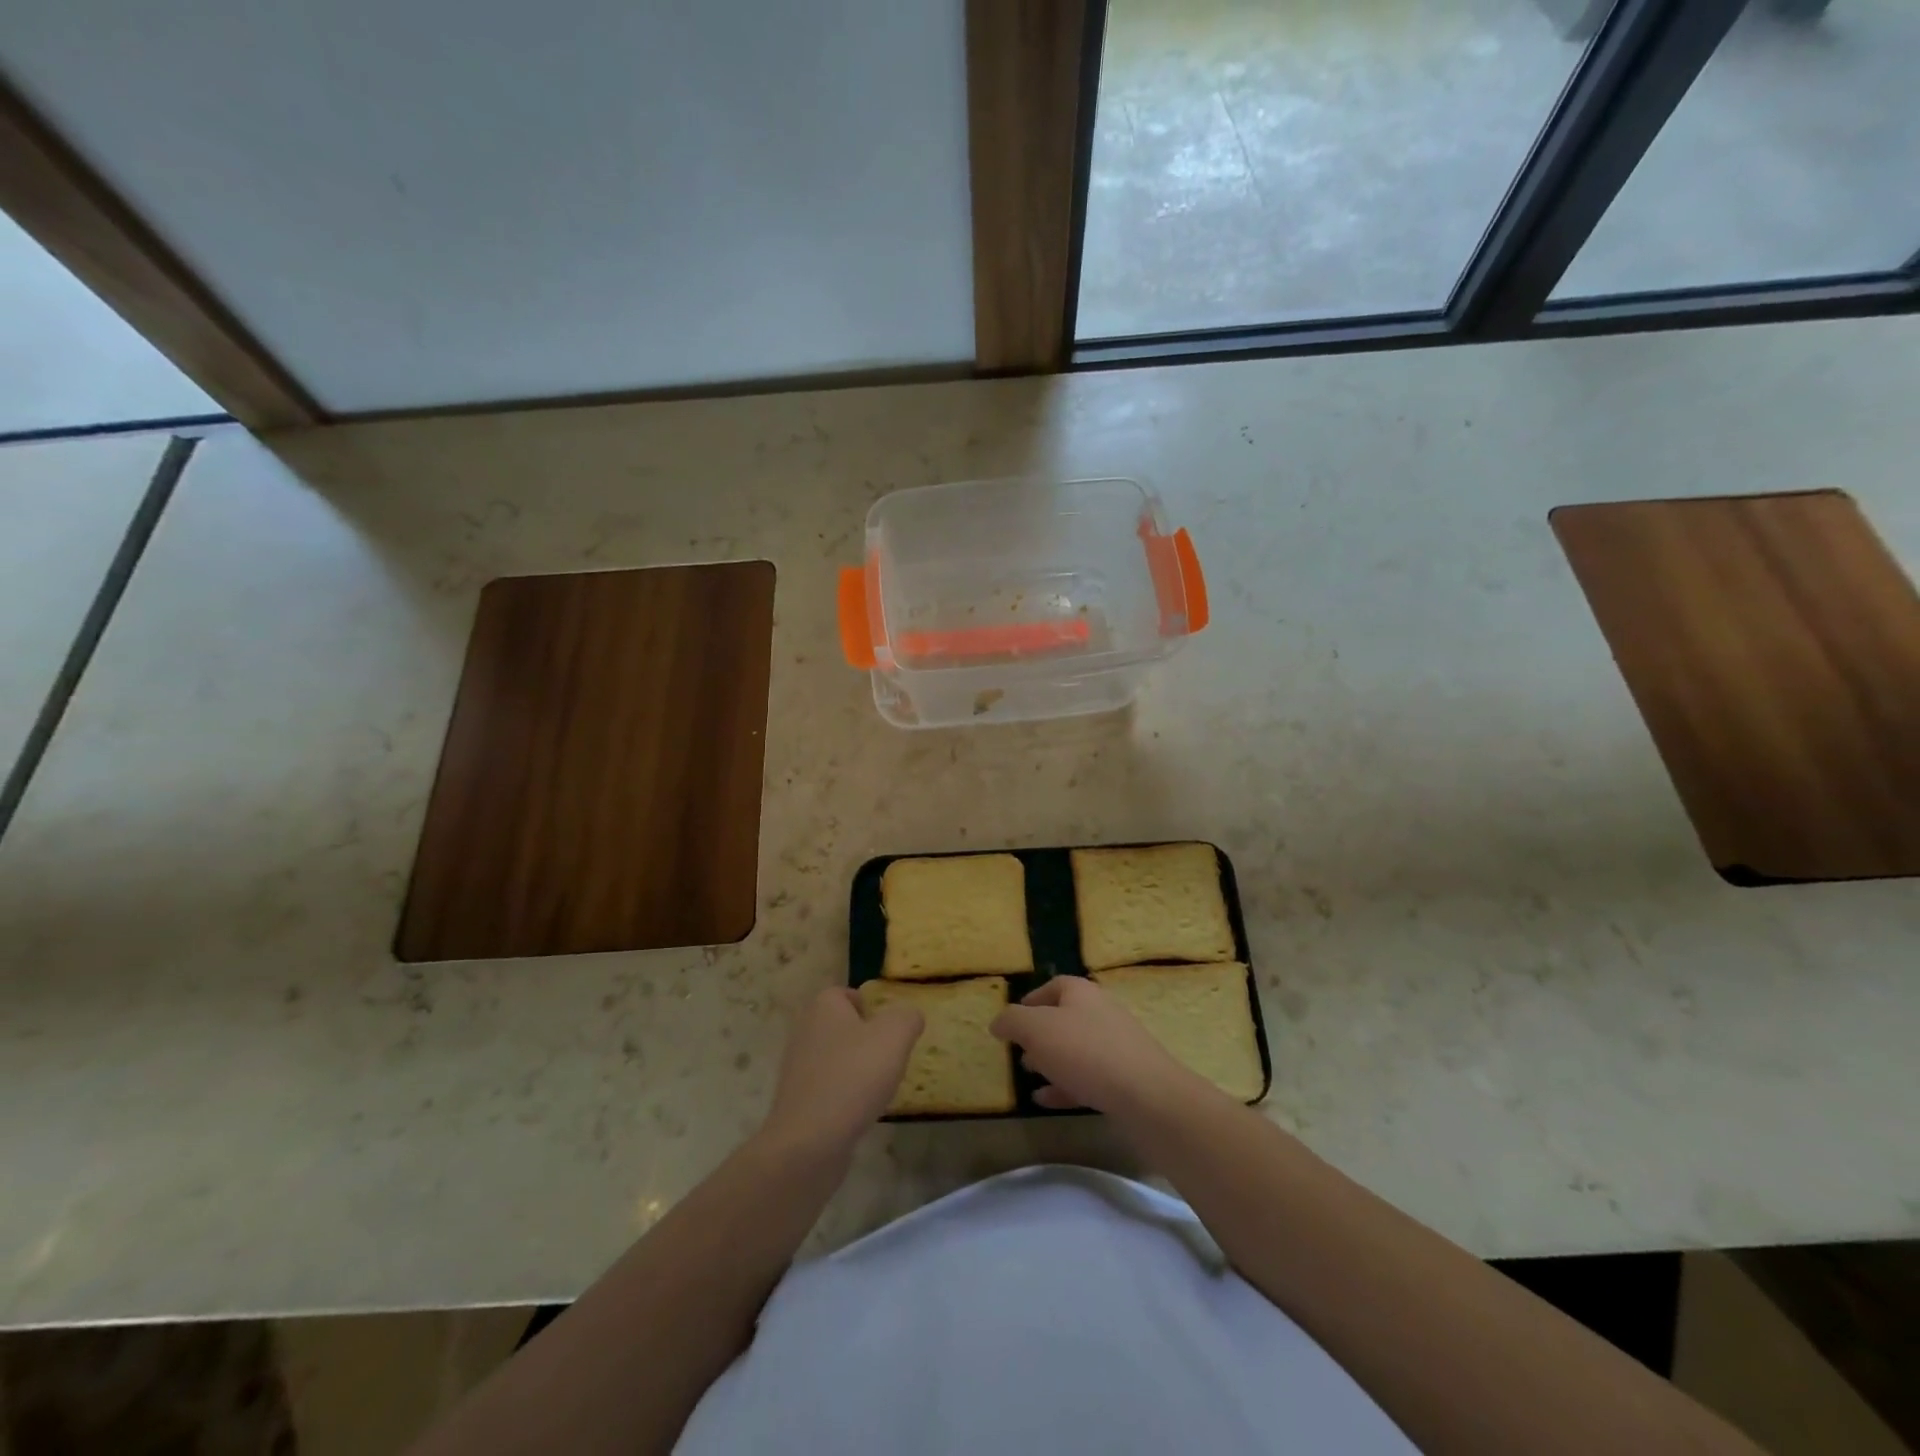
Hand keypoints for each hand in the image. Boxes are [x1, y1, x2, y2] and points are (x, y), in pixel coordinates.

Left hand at [760, 987, 922, 1156]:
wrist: (809, 1142)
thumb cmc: (854, 1076)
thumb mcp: (894, 1036)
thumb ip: (907, 1017)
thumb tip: (910, 1016)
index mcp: (823, 1007)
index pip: (846, 993)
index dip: (870, 1005)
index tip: (890, 1026)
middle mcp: (805, 1031)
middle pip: (842, 1026)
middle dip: (867, 1038)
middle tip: (892, 1055)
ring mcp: (798, 1068)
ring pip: (836, 1058)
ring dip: (858, 1069)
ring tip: (881, 1085)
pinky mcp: (798, 1101)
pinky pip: (829, 1087)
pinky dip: (846, 1095)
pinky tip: (862, 1110)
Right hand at [991, 976, 1200, 1115]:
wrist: (1147, 1095)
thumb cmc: (1086, 1052)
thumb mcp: (1037, 1030)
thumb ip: (1012, 1021)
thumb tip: (998, 1021)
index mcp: (1082, 993)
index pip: (1054, 986)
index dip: (1032, 999)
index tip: (1013, 1019)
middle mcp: (1101, 1013)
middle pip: (1065, 1017)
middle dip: (1040, 1033)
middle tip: (1019, 1051)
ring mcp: (1116, 1046)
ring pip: (1076, 1049)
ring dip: (1052, 1061)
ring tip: (1029, 1076)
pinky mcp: (1125, 1078)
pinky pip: (1088, 1077)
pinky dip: (1065, 1086)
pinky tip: (1046, 1101)